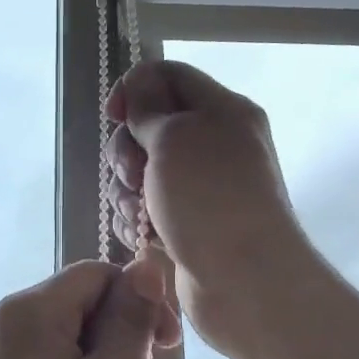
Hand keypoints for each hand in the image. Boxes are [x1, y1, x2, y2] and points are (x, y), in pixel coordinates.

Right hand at [104, 60, 314, 352]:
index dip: (134, 88)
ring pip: (140, 170)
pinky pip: (145, 206)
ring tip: (139, 214)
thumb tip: (138, 87)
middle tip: (134, 174)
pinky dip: (136, 217)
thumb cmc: (210, 198)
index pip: (169, 76)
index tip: (114, 115)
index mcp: (222, 110)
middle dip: (127, 149)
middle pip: (148, 125)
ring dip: (126, 189)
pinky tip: (141, 235)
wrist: (244, 281)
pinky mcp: (185, 223)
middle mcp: (212, 143)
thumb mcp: (174, 137)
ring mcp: (199, 187)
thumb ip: (148, 107)